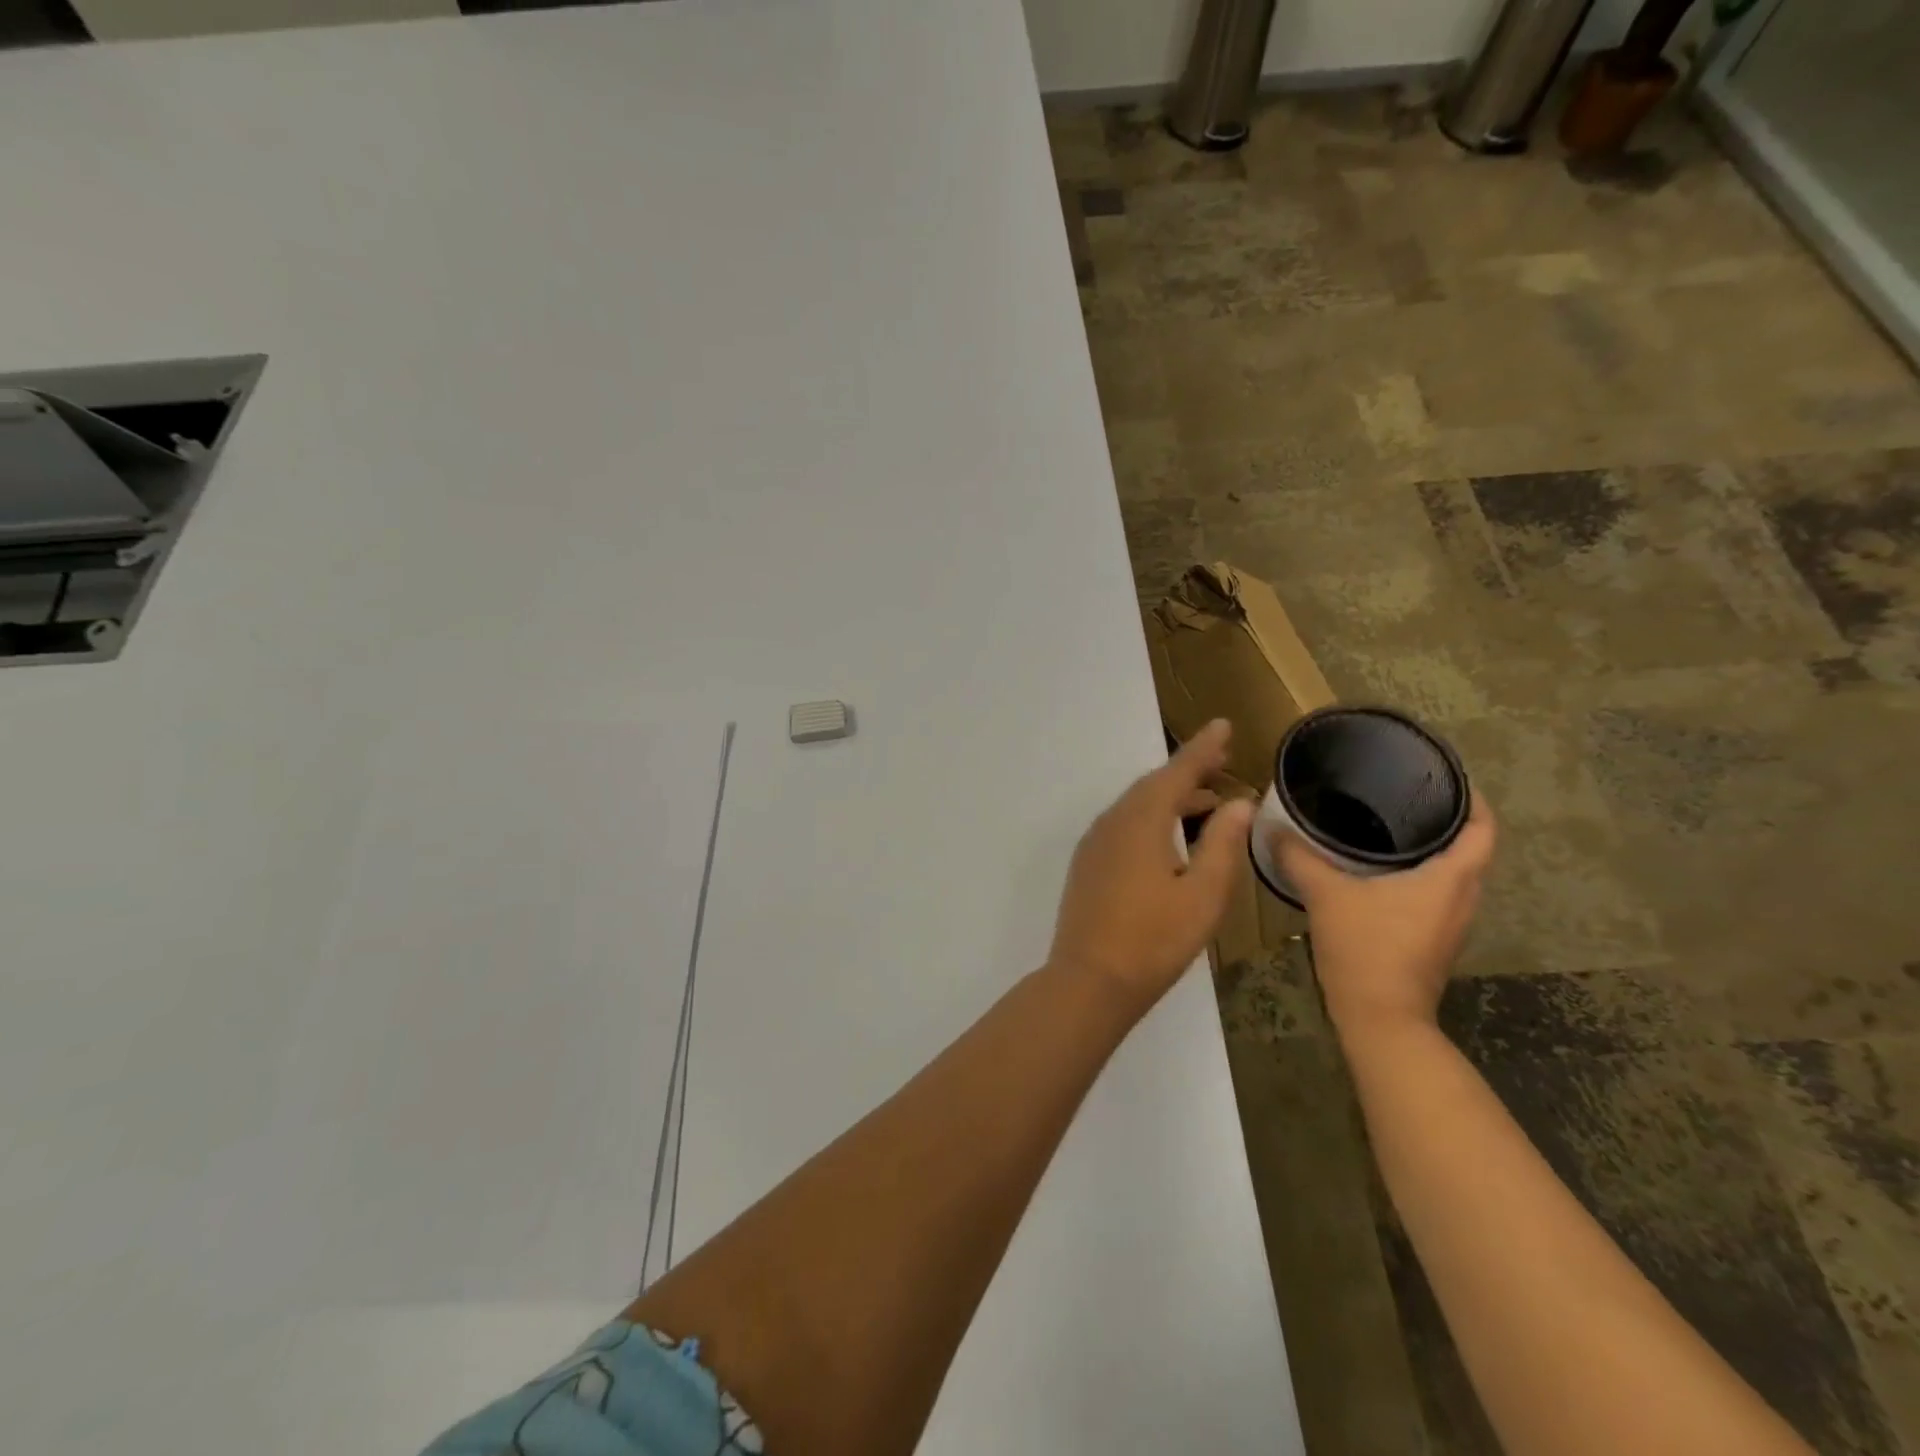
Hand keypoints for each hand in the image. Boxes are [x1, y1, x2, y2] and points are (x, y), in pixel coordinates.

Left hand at [1050, 719, 1254, 1016]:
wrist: (1089, 981)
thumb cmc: (1154, 940)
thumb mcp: (1203, 895)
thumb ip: (1223, 844)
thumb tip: (1238, 803)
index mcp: (1141, 821)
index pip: (1176, 772)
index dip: (1201, 749)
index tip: (1222, 725)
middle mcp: (1113, 822)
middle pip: (1154, 785)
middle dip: (1188, 770)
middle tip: (1221, 760)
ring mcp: (1096, 843)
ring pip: (1137, 805)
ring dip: (1172, 796)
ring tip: (1208, 799)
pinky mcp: (1089, 864)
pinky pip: (1125, 825)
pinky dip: (1152, 818)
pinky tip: (1171, 836)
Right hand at [1274, 793, 1496, 1041]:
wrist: (1380, 1017)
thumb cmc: (1365, 948)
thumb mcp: (1326, 894)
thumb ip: (1300, 857)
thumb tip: (1273, 827)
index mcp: (1451, 878)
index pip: (1484, 829)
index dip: (1475, 799)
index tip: (1448, 777)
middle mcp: (1463, 898)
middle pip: (1471, 849)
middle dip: (1447, 820)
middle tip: (1407, 795)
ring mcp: (1452, 923)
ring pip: (1454, 873)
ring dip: (1433, 850)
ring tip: (1391, 825)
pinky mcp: (1434, 940)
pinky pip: (1437, 894)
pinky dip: (1420, 875)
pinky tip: (1380, 871)